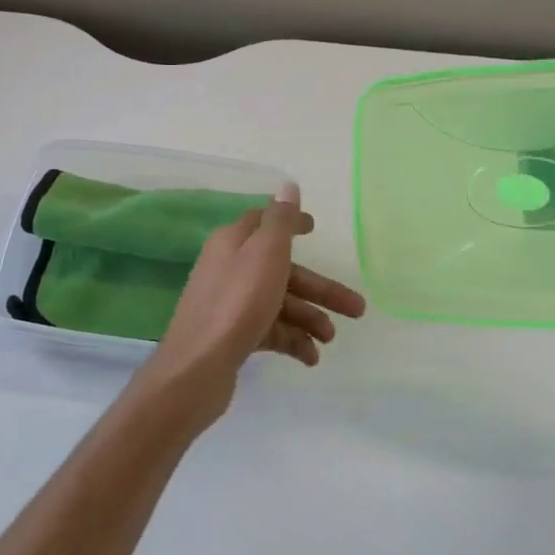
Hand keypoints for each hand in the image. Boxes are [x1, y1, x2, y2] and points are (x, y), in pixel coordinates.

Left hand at [141, 183, 366, 423]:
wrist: (197, 368)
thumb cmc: (237, 302)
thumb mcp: (265, 253)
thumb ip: (280, 220)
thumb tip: (288, 186)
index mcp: (233, 242)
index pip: (265, 222)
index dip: (292, 223)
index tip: (315, 228)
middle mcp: (229, 268)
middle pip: (282, 270)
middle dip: (320, 289)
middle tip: (358, 309)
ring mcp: (229, 304)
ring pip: (278, 302)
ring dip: (309, 318)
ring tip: (331, 339)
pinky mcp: (231, 335)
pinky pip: (268, 330)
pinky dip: (291, 340)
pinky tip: (311, 357)